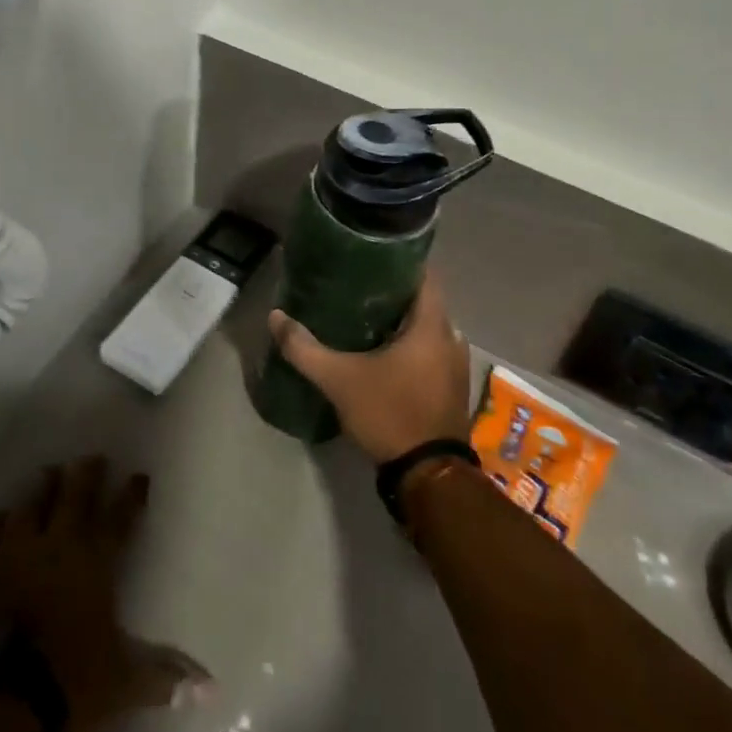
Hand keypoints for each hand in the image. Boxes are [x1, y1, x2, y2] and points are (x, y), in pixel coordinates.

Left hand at [0, 457, 210, 731]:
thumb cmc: (66, 684)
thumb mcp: (121, 684)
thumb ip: (162, 677)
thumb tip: (210, 687)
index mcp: (94, 562)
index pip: (119, 519)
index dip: (131, 497)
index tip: (139, 476)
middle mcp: (55, 546)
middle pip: (74, 498)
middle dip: (86, 475)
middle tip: (91, 458)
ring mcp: (12, 555)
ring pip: (29, 506)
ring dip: (41, 488)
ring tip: (47, 472)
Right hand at [268, 278, 472, 464]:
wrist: (427, 475)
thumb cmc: (389, 413)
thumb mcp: (339, 380)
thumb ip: (304, 348)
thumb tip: (275, 317)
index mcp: (432, 326)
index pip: (424, 275)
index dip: (399, 261)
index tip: (369, 256)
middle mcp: (451, 338)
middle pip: (423, 301)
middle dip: (393, 293)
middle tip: (357, 286)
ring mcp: (455, 365)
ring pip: (427, 329)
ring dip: (402, 322)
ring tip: (366, 316)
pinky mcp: (452, 387)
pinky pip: (431, 352)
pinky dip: (411, 346)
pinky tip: (383, 352)